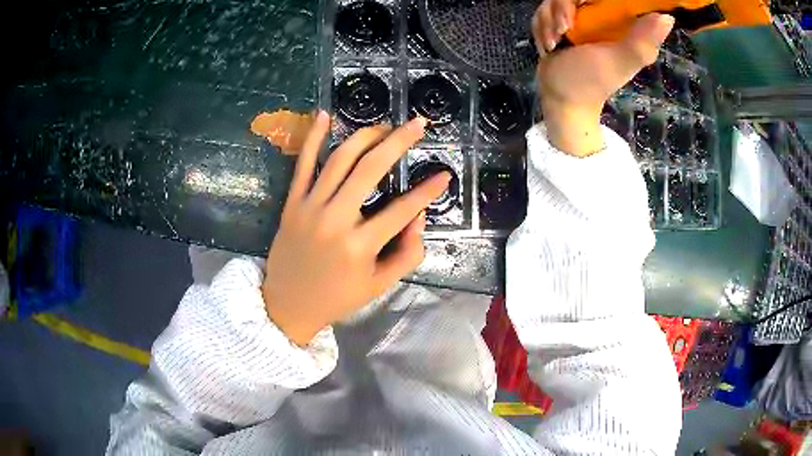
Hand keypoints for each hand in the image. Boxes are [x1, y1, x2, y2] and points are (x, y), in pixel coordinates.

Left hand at [262, 113, 449, 345]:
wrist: (287, 305)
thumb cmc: (337, 297)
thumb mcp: (380, 285)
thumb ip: (407, 253)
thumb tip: (418, 217)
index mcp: (360, 246)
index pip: (402, 209)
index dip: (428, 191)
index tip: (444, 174)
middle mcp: (335, 219)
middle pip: (370, 169)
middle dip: (398, 142)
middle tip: (417, 125)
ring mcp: (310, 207)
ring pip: (340, 159)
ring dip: (365, 136)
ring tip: (385, 127)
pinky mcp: (292, 202)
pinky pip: (303, 164)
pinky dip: (313, 138)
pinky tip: (325, 115)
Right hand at [533, 0, 673, 155]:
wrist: (560, 98)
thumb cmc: (591, 82)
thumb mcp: (619, 61)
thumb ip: (641, 41)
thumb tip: (667, 18)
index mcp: (621, 22)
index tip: (585, 6)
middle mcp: (601, 15)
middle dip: (562, 8)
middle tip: (564, 29)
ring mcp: (580, 17)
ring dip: (549, 19)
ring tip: (555, 42)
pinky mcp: (561, 21)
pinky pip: (546, 9)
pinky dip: (542, 25)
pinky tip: (549, 43)